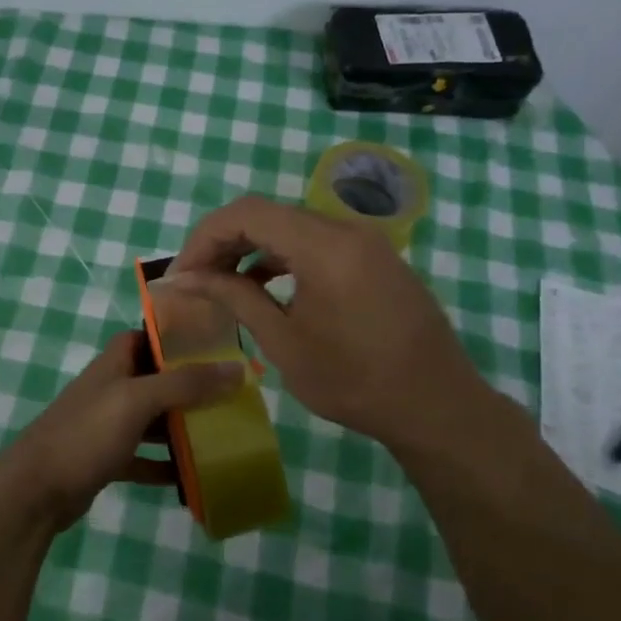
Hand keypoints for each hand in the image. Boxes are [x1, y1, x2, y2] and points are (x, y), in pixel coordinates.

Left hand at [0, 331, 244, 529]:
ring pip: (151, 419)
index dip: (176, 337)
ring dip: (180, 426)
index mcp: (114, 364)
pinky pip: (142, 457)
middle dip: (189, 385)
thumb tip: (237, 367)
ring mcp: (106, 425)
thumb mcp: (137, 401)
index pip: (146, 336)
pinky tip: (191, 477)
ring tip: (221, 432)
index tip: (214, 344)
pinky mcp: (105, 459)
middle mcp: (111, 389)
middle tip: (229, 394)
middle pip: (155, 378)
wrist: (35, 490)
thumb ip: (185, 383)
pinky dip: (163, 465)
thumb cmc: (86, 433)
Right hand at [167, 196, 495, 449]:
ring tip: (224, 284)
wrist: (437, 407)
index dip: (204, 238)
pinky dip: (284, 256)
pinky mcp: (376, 258)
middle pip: (268, 214)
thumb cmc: (354, 381)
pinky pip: (318, 242)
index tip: (183, 275)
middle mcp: (346, 230)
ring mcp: (366, 241)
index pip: (246, 213)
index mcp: (324, 246)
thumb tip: (189, 278)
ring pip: (292, 226)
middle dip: (224, 242)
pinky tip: (267, 287)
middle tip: (197, 280)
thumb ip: (235, 298)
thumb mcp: (284, 342)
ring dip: (253, 248)